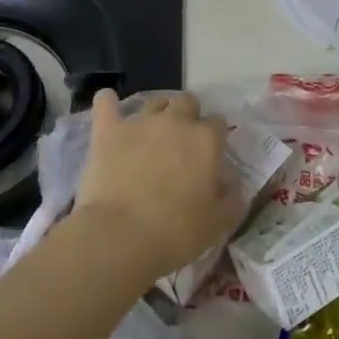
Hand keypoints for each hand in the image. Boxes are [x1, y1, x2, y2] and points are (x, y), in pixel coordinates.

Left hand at [72, 89, 243, 282]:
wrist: (119, 236)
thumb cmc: (175, 232)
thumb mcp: (218, 223)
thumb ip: (232, 199)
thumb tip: (232, 185)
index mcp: (206, 140)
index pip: (219, 123)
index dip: (216, 138)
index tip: (210, 157)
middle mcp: (176, 121)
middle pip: (188, 101)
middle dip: (189, 116)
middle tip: (182, 144)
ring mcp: (140, 123)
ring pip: (154, 102)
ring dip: (158, 113)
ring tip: (152, 134)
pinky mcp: (107, 131)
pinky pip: (105, 103)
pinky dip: (108, 103)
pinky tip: (108, 106)